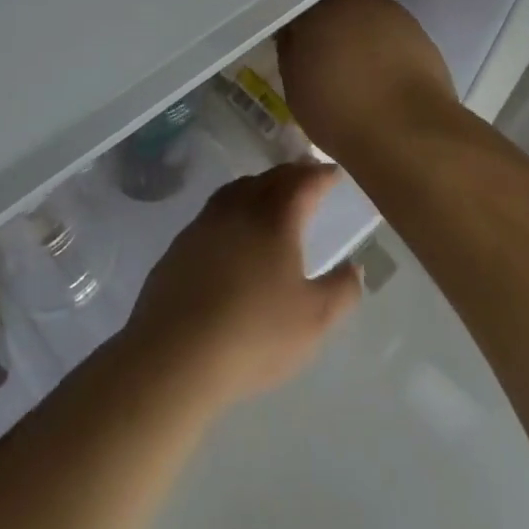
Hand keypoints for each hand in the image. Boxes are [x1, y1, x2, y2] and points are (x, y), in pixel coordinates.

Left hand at [124, 163, 362, 407]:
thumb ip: (341, 290)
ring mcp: (204, 224)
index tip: (334, 173)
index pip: (304, 182)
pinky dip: (232, 210)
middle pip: (270, 178)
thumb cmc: (254, 334)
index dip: (323, 174)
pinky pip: (213, 213)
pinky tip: (232, 233)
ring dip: (259, 186)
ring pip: (237, 190)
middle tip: (307, 177)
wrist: (174, 356)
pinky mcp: (179, 246)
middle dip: (292, 174)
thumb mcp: (314, 320)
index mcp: (276, 218)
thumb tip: (354, 267)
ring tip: (270, 196)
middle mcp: (239, 209)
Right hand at [275, 0, 457, 157]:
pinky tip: (383, 73)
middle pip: (335, 4)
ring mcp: (391, 13)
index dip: (296, 25)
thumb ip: (291, 52)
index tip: (294, 44)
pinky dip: (384, 47)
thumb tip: (294, 36)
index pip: (299, 6)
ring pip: (366, 16)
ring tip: (357, 67)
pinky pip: (391, 33)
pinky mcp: (419, 31)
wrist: (408, 131)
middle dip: (329, 24)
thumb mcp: (296, 89)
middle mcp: (355, 0)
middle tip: (325, 54)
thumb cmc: (340, 114)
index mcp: (317, 10)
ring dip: (359, 33)